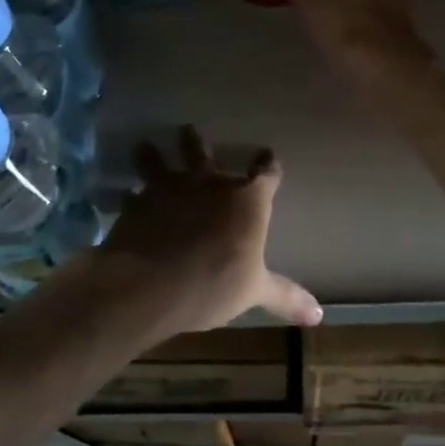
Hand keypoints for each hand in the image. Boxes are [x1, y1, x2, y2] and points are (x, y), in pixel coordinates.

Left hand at [88, 125, 320, 336]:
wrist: (151, 283)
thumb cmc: (214, 284)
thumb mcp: (254, 291)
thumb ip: (285, 297)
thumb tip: (320, 315)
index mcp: (246, 201)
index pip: (265, 175)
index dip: (268, 166)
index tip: (269, 156)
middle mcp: (209, 184)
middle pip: (205, 156)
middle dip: (198, 145)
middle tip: (189, 130)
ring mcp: (170, 188)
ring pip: (163, 163)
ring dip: (155, 155)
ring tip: (145, 146)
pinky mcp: (139, 202)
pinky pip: (134, 193)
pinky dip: (131, 194)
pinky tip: (125, 195)